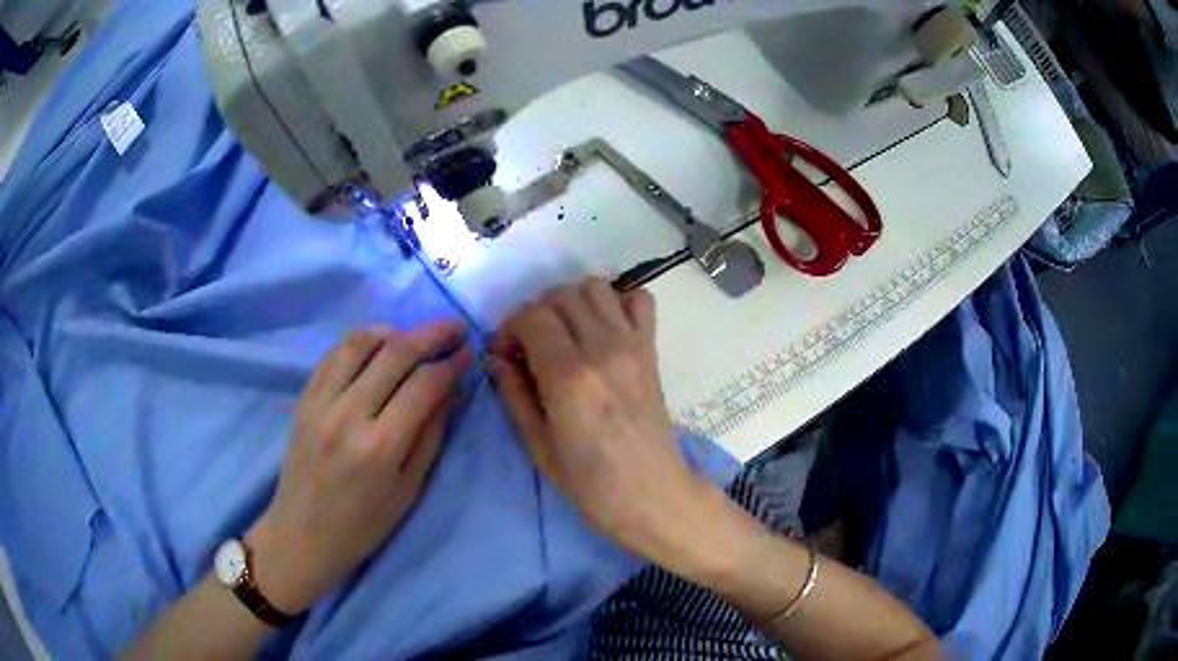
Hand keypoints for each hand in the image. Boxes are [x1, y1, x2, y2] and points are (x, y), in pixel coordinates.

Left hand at [247, 322, 472, 613]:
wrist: (303, 534)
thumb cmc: (364, 525)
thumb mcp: (409, 489)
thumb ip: (430, 435)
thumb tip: (450, 389)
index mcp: (380, 446)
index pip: (424, 384)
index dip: (451, 363)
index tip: (469, 352)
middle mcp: (348, 414)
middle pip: (395, 353)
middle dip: (432, 333)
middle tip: (454, 328)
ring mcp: (320, 402)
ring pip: (360, 342)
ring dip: (394, 330)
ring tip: (414, 335)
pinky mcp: (303, 398)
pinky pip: (333, 354)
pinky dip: (359, 341)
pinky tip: (376, 346)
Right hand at [487, 278, 712, 568]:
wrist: (653, 495)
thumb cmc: (591, 484)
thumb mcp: (539, 447)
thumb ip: (514, 394)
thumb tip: (495, 358)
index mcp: (569, 377)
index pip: (531, 316)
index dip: (509, 328)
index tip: (505, 355)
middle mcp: (602, 348)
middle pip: (560, 294)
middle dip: (535, 313)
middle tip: (531, 347)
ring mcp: (632, 344)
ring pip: (595, 286)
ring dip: (571, 302)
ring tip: (564, 335)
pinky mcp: (652, 349)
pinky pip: (640, 299)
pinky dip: (618, 302)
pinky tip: (604, 329)